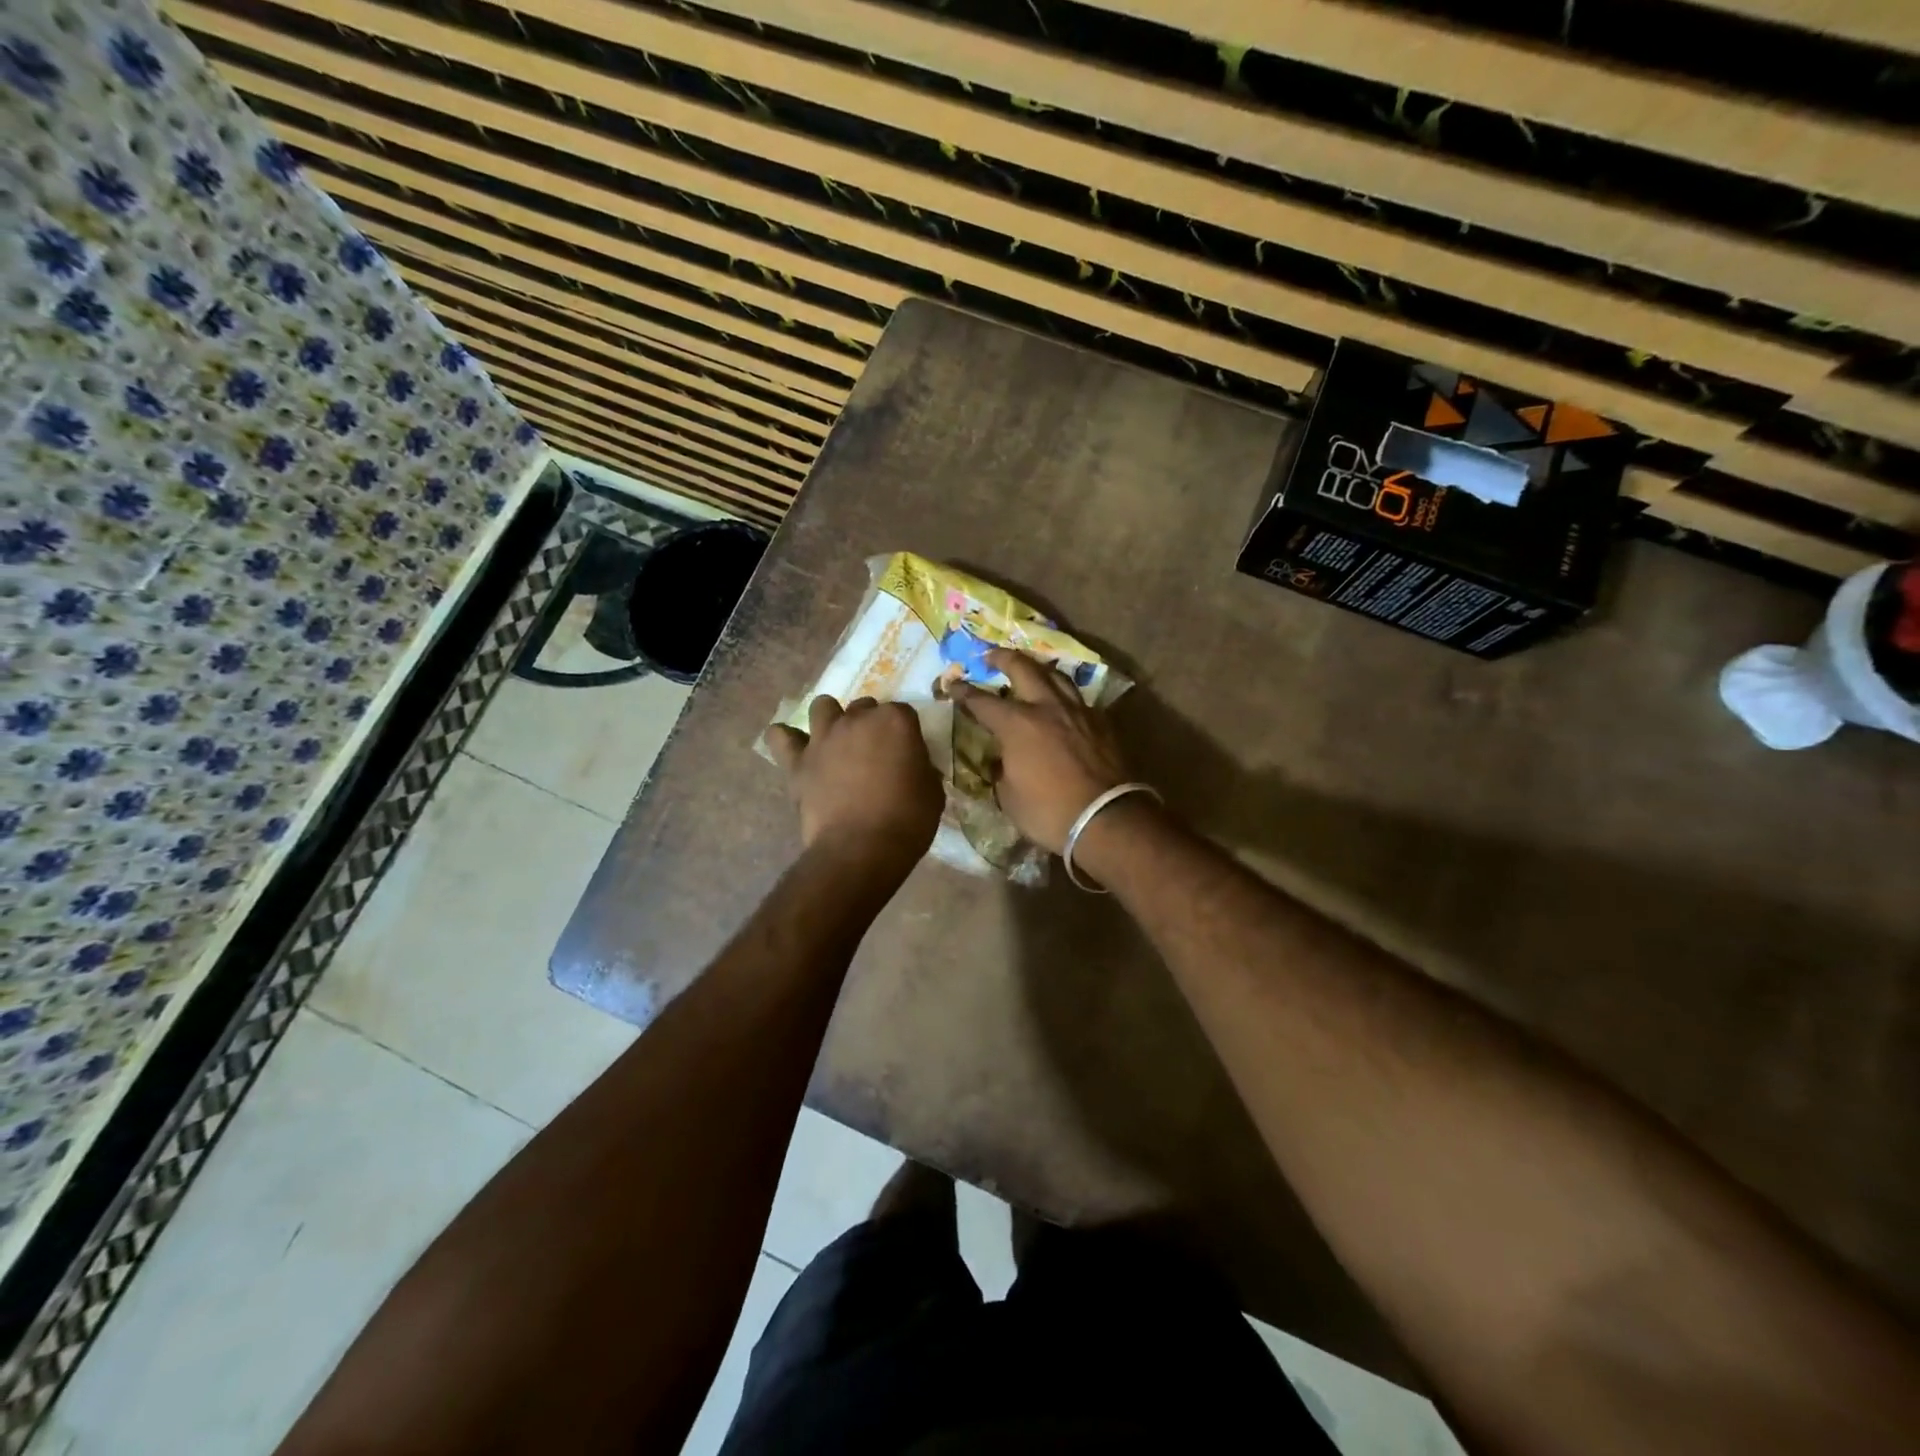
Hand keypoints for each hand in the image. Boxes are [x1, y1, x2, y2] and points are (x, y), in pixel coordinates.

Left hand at [764, 695, 942, 869]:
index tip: (908, 753)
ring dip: (831, 718)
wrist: (860, 849)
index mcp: (895, 721)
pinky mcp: (798, 761)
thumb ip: (921, 768)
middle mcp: (857, 719)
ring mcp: (823, 737)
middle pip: (864, 707)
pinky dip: (785, 738)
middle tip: (875, 752)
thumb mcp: (932, 792)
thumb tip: (912, 766)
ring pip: (823, 706)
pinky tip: (793, 747)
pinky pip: (780, 737)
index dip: (906, 733)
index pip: (904, 712)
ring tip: (837, 741)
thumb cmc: (906, 821)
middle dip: (870, 724)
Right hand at [949, 649, 1129, 853]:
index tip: (951, 685)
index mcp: (1017, 724)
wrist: (1106, 819)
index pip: (982, 700)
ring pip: (1056, 675)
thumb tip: (1002, 761)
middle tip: (990, 656)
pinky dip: (1063, 695)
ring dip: (1037, 668)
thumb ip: (1002, 771)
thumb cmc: (1049, 812)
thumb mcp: (1009, 797)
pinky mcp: (1101, 723)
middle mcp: (1046, 707)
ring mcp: (1077, 711)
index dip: (963, 691)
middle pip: (1023, 668)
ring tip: (1029, 670)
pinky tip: (1060, 703)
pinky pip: (1077, 698)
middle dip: (1002, 658)